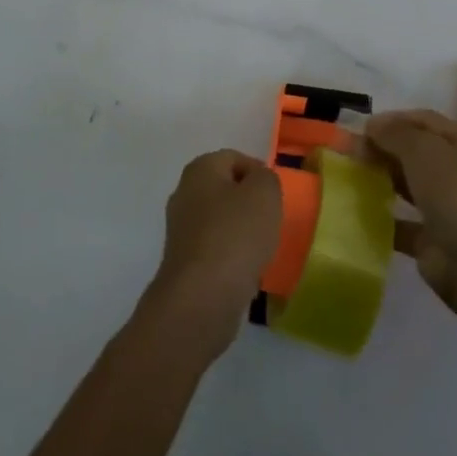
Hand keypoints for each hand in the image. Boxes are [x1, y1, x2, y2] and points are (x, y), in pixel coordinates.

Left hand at [142, 149, 281, 359]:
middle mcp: (184, 193)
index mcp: (200, 169)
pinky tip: (245, 272)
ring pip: (220, 221)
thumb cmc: (235, 235)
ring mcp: (180, 229)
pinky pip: (215, 249)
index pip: (234, 158)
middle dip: (249, 203)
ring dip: (241, 232)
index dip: (259, 172)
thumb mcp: (265, 193)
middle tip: (271, 221)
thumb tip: (257, 182)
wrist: (202, 298)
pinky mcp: (184, 262)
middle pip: (225, 189)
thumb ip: (266, 177)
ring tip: (260, 249)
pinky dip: (231, 256)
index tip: (276, 197)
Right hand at [361, 109, 456, 305]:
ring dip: (383, 179)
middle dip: (384, 148)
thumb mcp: (423, 151)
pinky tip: (360, 211)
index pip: (426, 121)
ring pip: (411, 185)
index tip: (362, 127)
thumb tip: (372, 125)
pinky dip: (384, 217)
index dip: (394, 120)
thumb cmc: (456, 195)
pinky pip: (405, 222)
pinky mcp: (436, 240)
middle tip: (351, 150)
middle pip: (417, 152)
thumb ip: (395, 133)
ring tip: (351, 175)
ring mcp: (451, 208)